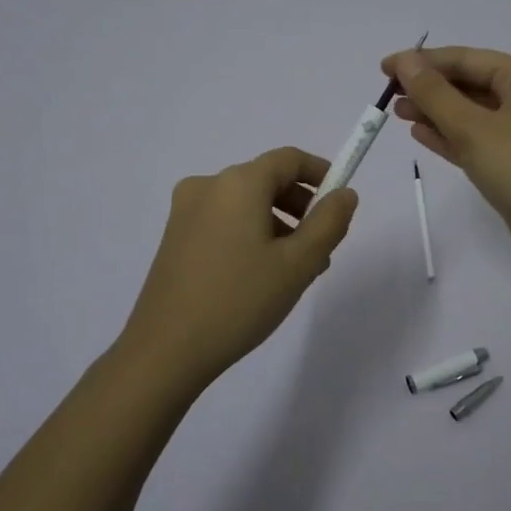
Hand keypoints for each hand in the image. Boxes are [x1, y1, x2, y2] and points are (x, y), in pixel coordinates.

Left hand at [117, 147, 358, 389]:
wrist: (165, 351)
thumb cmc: (239, 301)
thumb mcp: (298, 264)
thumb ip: (329, 223)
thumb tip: (344, 194)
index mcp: (238, 183)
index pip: (289, 159)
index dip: (321, 173)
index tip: (341, 201)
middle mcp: (208, 186)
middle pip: (266, 180)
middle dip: (300, 206)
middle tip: (321, 246)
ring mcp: (185, 211)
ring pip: (246, 204)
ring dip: (277, 223)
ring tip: (294, 270)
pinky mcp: (174, 236)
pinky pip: (224, 220)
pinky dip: (250, 234)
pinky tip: (259, 275)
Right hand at [383, 47, 510, 272]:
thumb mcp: (473, 128)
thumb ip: (435, 94)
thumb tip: (406, 62)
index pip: (467, 58)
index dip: (423, 61)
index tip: (385, 68)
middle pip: (470, 83)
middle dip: (429, 87)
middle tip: (389, 94)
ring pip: (471, 113)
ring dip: (435, 111)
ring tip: (398, 112)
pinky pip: (477, 140)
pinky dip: (450, 136)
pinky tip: (421, 135)